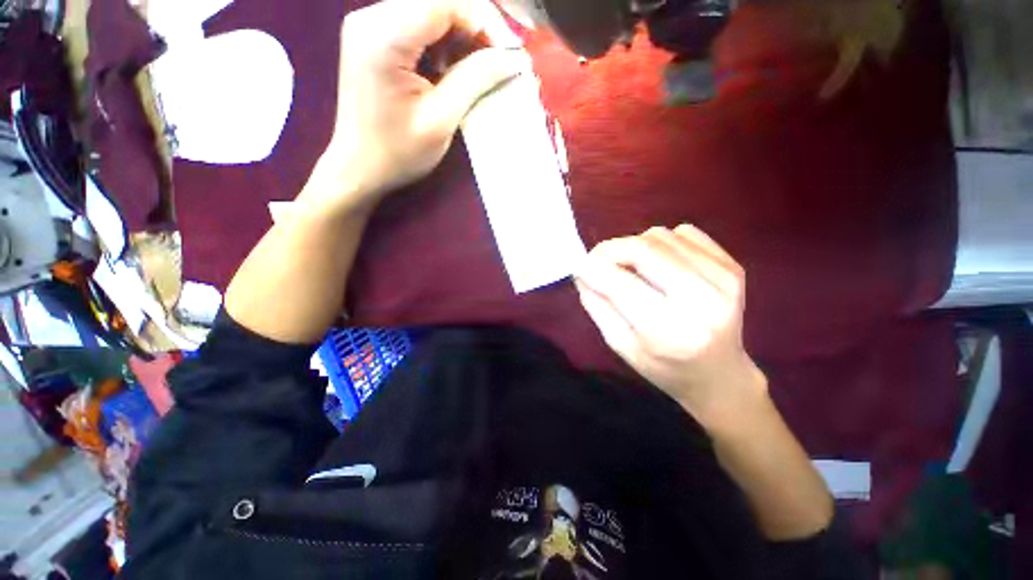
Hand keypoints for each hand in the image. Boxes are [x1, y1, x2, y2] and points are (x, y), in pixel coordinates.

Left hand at [310, 0, 528, 211]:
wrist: (359, 168)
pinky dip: (442, 44)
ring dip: (460, 37)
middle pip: (437, 3)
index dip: (485, 23)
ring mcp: (369, 25)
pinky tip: (450, 70)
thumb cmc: (399, 152)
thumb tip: (513, 58)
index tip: (509, 55)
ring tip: (477, 70)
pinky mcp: (373, 38)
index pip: (445, 3)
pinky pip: (417, 26)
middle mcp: (371, 17)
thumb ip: (475, 79)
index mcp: (383, 36)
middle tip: (498, 63)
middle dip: (474, 29)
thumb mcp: (441, 119)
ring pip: (430, 12)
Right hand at [575, 225, 767, 430]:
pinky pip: (683, 233)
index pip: (622, 285)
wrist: (720, 374)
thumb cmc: (664, 367)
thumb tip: (582, 270)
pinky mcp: (732, 265)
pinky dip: (660, 242)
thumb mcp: (620, 345)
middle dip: (610, 249)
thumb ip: (598, 305)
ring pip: (660, 236)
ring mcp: (723, 278)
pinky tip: (659, 264)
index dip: (593, 268)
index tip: (579, 265)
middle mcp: (702, 300)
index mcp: (670, 332)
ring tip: (630, 268)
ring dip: (634, 246)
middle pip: (643, 249)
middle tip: (596, 260)